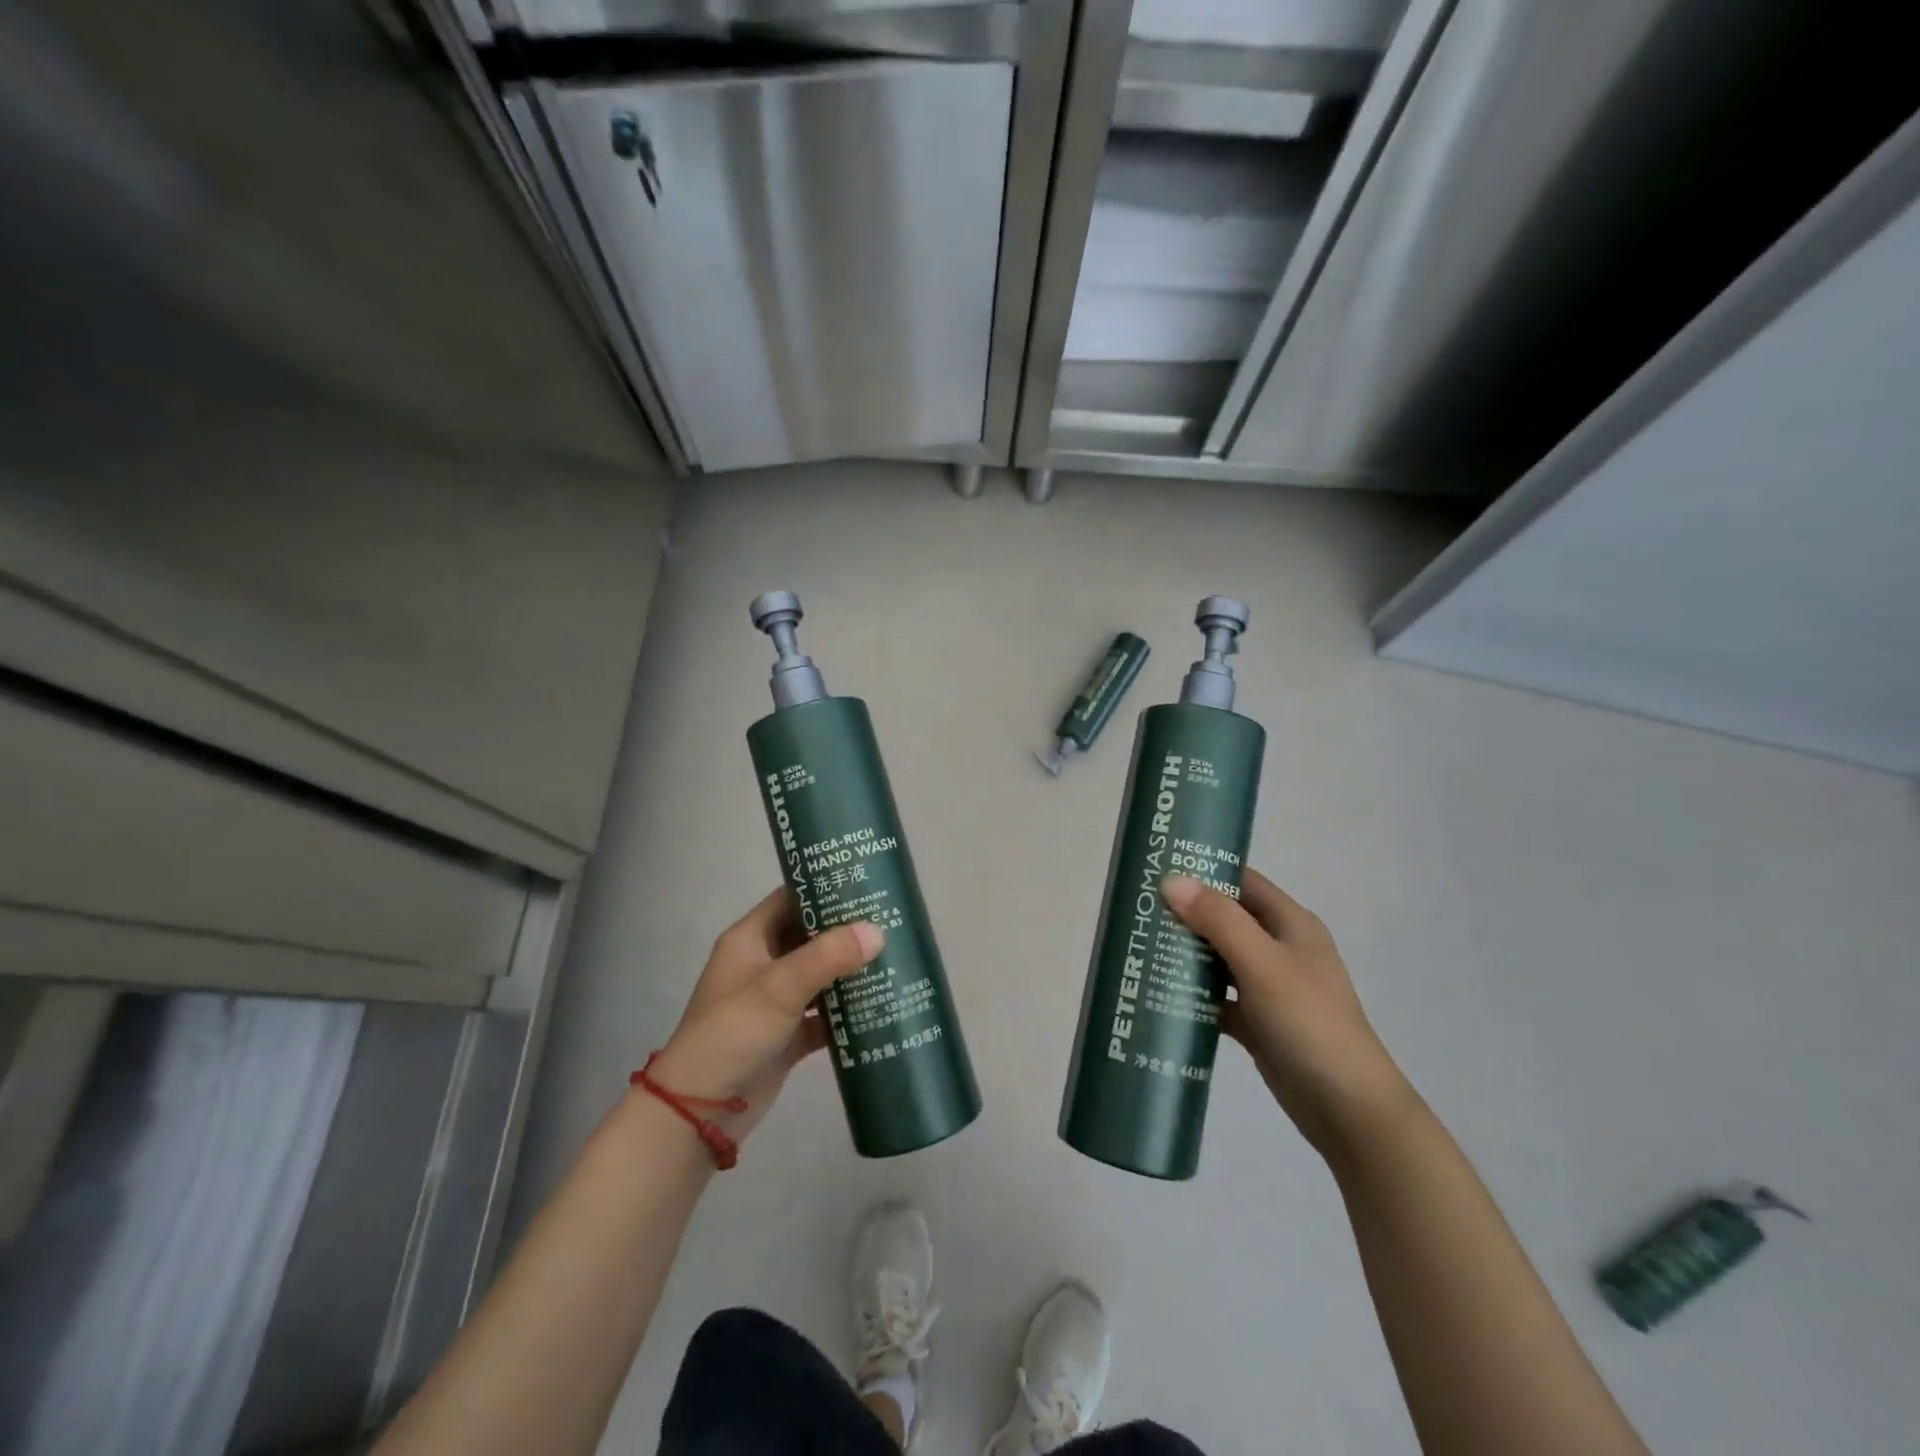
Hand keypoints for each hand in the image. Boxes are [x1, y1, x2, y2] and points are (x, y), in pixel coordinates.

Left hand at [647, 887, 880, 1142]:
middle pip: (810, 936)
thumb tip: (878, 931)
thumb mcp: (779, 987)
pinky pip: (824, 1014)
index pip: (790, 898)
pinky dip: (848, 1011)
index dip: (824, 887)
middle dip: (847, 929)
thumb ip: (828, 956)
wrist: (700, 1111)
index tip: (865, 880)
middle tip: (892, 917)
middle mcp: (763, 964)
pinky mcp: (788, 1035)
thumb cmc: (733, 1032)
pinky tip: (882, 1003)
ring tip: (896, 953)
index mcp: (751, 939)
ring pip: (820, 975)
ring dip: (851, 969)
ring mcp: (776, 1001)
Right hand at [1161, 871, 1416, 1155]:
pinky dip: (1193, 994)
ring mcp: (1269, 987)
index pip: (1242, 882)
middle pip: (1226, 919)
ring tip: (1139, 945)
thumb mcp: (1262, 964)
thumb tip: (1170, 880)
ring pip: (1219, 958)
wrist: (1348, 1110)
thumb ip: (1218, 920)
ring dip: (1185, 953)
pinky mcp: (1258, 1022)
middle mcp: (1280, 949)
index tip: (1157, 868)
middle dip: (1185, 913)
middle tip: (1138, 910)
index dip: (1204, 871)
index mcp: (1290, 924)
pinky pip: (1218, 997)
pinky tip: (1158, 994)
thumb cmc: (1309, 1023)